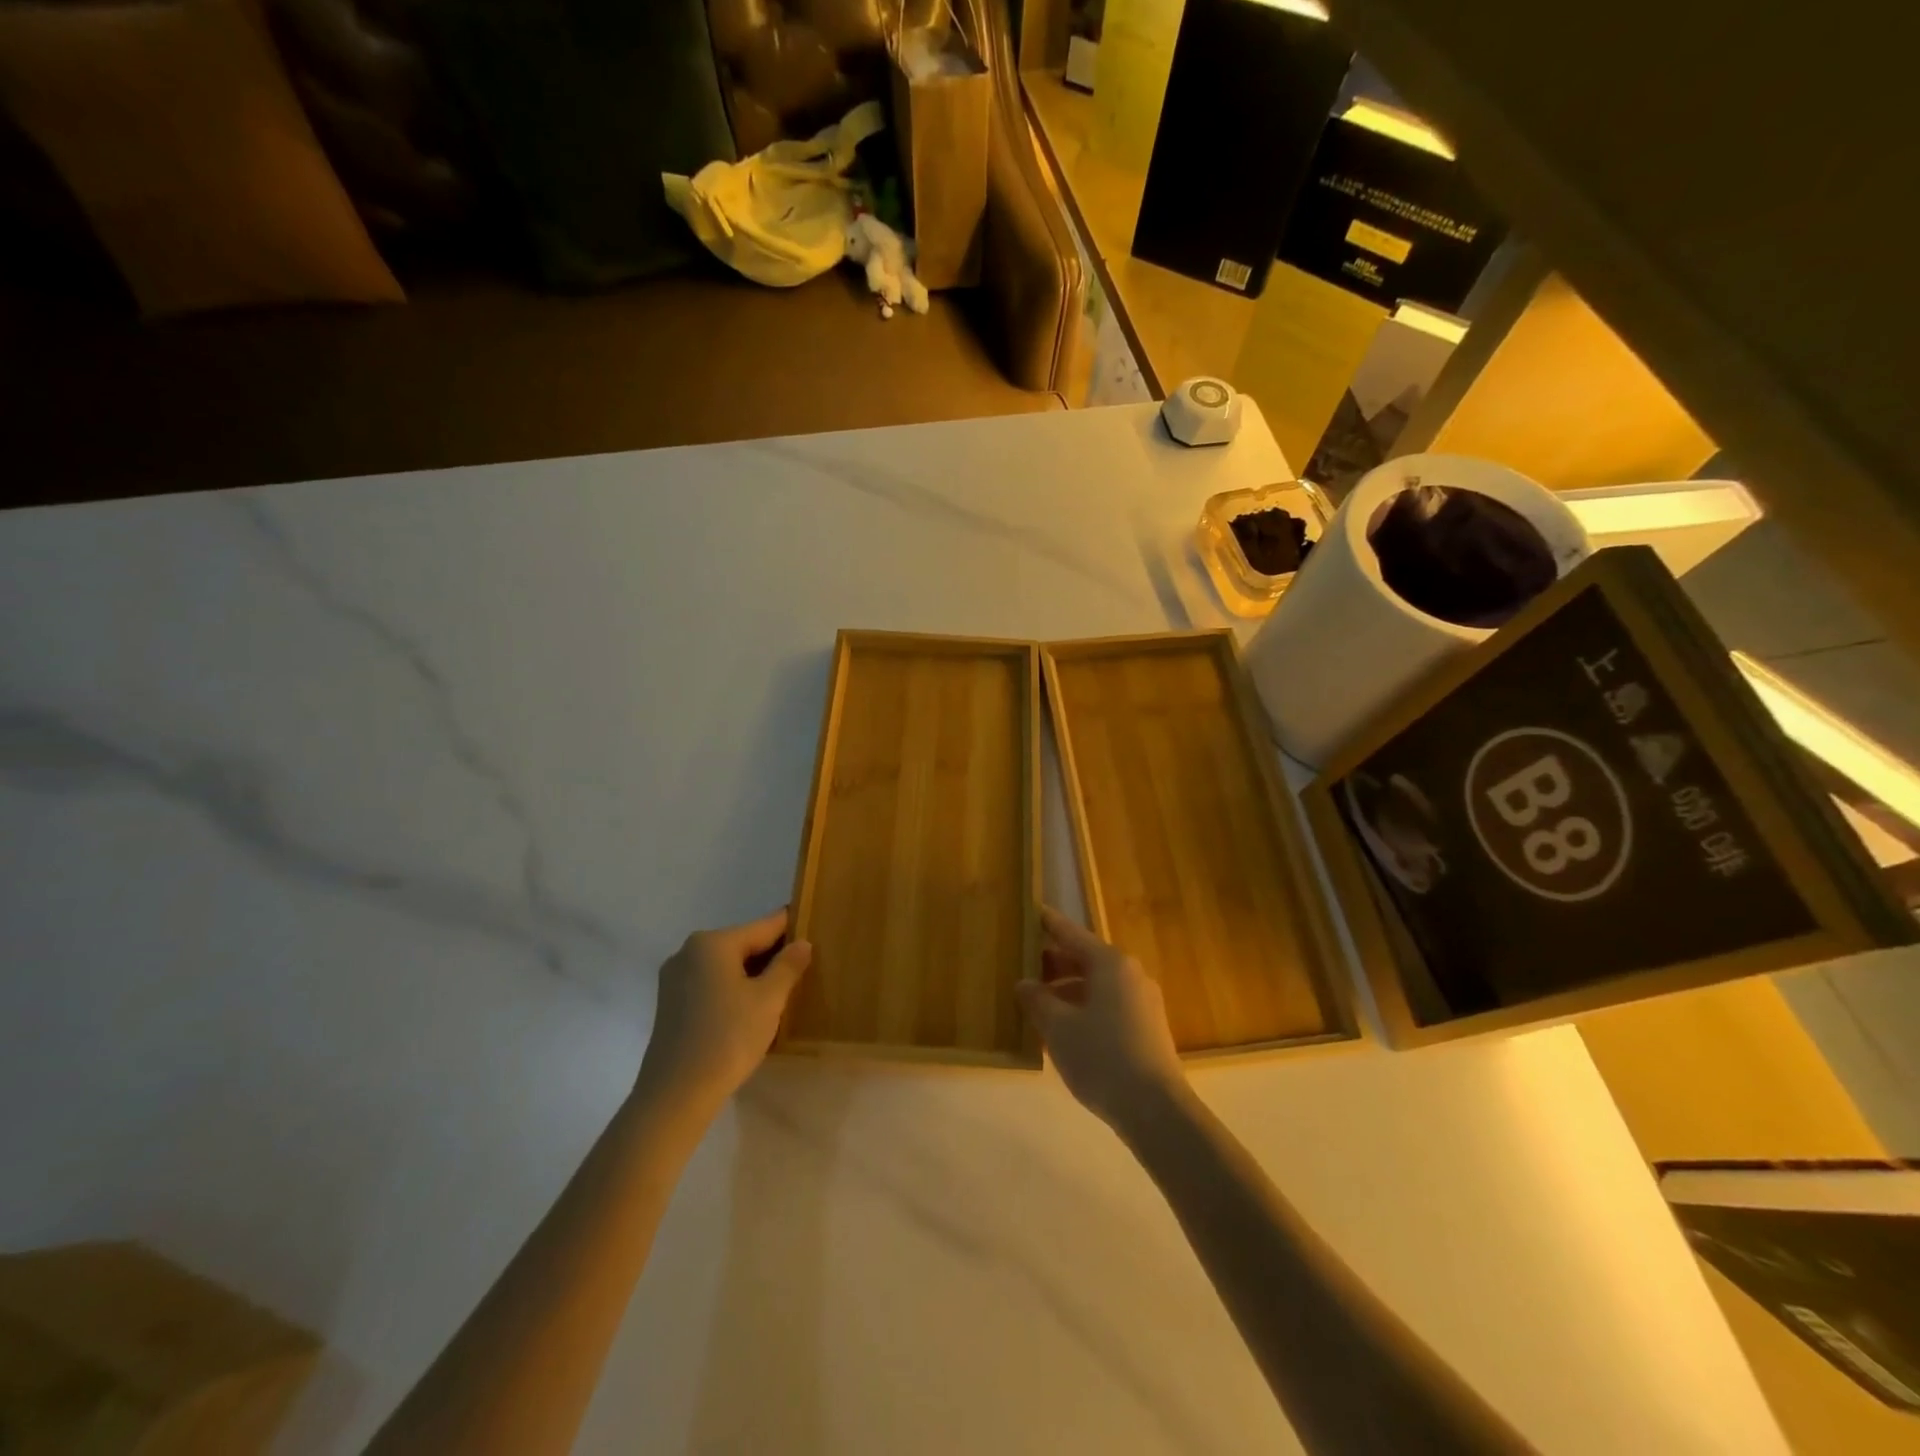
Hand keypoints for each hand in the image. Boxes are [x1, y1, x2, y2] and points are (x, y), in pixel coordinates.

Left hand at [636, 909, 810, 1116]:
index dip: (791, 928)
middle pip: (742, 944)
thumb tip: (802, 943)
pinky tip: (751, 1009)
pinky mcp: (670, 1004)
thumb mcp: (769, 1000)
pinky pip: (710, 984)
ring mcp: (675, 978)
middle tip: (804, 968)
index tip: (814, 928)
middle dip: (772, 955)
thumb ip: (788, 966)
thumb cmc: (727, 1038)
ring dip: (753, 975)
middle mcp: (688, 952)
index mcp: (712, 943)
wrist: (676, 1095)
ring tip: (782, 991)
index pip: (763, 926)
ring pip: (726, 966)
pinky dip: (732, 989)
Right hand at [1017, 907, 1185, 1131]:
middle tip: (1023, 966)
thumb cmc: (1101, 1057)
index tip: (1032, 910)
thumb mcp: (1058, 1028)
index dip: (1049, 923)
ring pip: (1096, 985)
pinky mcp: (1147, 1027)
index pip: (1071, 934)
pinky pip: (1108, 1005)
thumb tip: (1025, 983)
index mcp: (1109, 964)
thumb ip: (1037, 1000)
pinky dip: (1083, 1008)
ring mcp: (1142, 1001)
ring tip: (1037, 1004)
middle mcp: (1130, 974)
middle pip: (1085, 959)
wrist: (1156, 1110)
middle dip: (1054, 963)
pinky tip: (1063, 1030)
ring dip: (1067, 991)